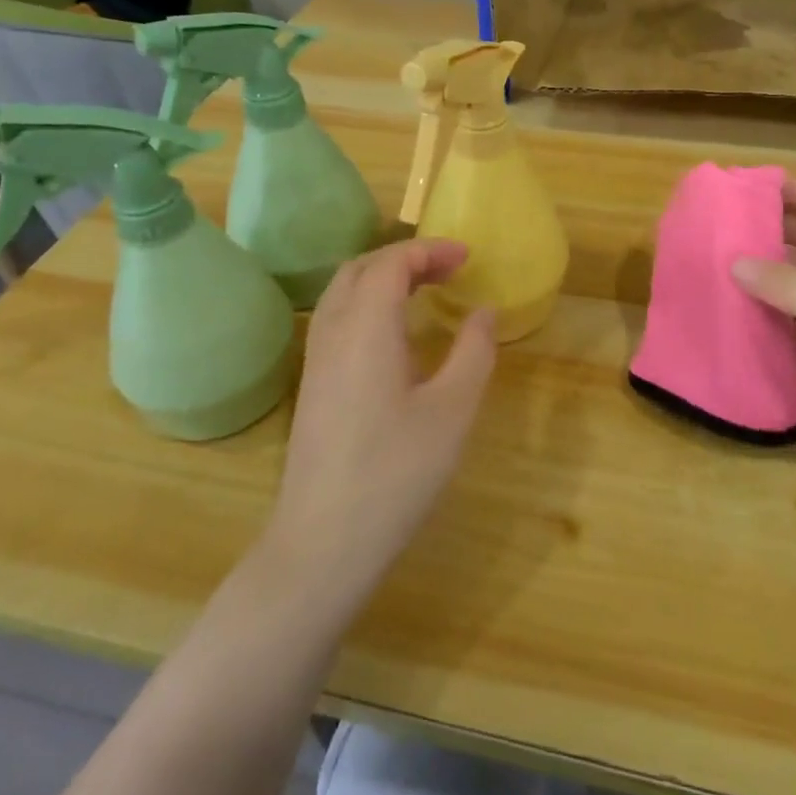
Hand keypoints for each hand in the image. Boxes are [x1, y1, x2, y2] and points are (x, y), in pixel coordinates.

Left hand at [265, 239, 495, 606]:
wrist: (322, 543)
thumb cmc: (395, 474)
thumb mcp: (452, 411)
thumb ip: (473, 352)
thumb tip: (483, 312)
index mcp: (365, 329)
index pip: (391, 263)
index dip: (430, 251)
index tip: (468, 258)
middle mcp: (332, 333)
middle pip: (361, 268)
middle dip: (406, 257)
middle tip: (450, 269)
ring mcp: (315, 360)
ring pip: (343, 292)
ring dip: (384, 278)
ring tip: (426, 290)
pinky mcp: (312, 386)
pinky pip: (337, 319)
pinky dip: (368, 303)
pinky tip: (397, 334)